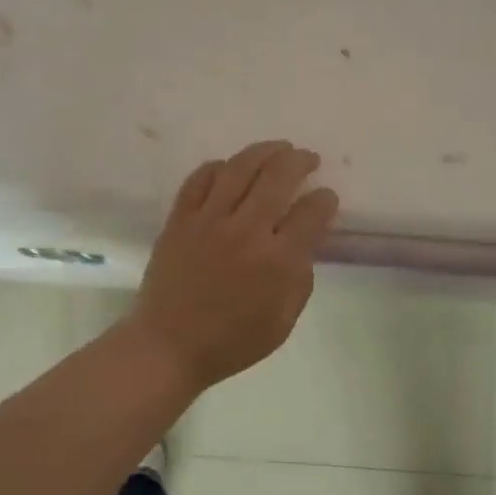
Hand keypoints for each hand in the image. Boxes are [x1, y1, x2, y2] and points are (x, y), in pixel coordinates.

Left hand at [127, 140, 339, 390]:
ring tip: (278, 148)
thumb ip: (301, 277)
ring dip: (265, 151)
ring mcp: (209, 220)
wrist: (169, 346)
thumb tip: (305, 239)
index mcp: (277, 261)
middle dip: (300, 161)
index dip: (325, 200)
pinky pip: (200, 178)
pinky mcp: (180, 219)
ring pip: (240, 167)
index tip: (326, 197)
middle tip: (308, 159)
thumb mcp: (283, 320)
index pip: (311, 213)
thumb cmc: (232, 342)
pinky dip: (219, 166)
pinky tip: (231, 167)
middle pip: (279, 176)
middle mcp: (246, 231)